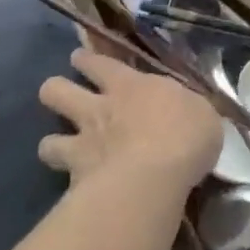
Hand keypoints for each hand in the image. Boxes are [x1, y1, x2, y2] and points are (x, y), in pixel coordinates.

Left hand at [37, 48, 222, 199]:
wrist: (155, 176)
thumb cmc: (185, 136)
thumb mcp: (201, 114)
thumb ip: (185, 111)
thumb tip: (186, 114)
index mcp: (130, 86)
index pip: (100, 63)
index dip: (87, 60)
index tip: (81, 59)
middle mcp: (99, 109)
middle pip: (57, 90)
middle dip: (55, 90)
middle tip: (60, 95)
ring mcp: (83, 144)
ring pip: (47, 139)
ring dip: (51, 144)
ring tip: (58, 150)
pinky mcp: (76, 179)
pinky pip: (60, 179)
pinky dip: (64, 182)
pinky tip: (72, 189)